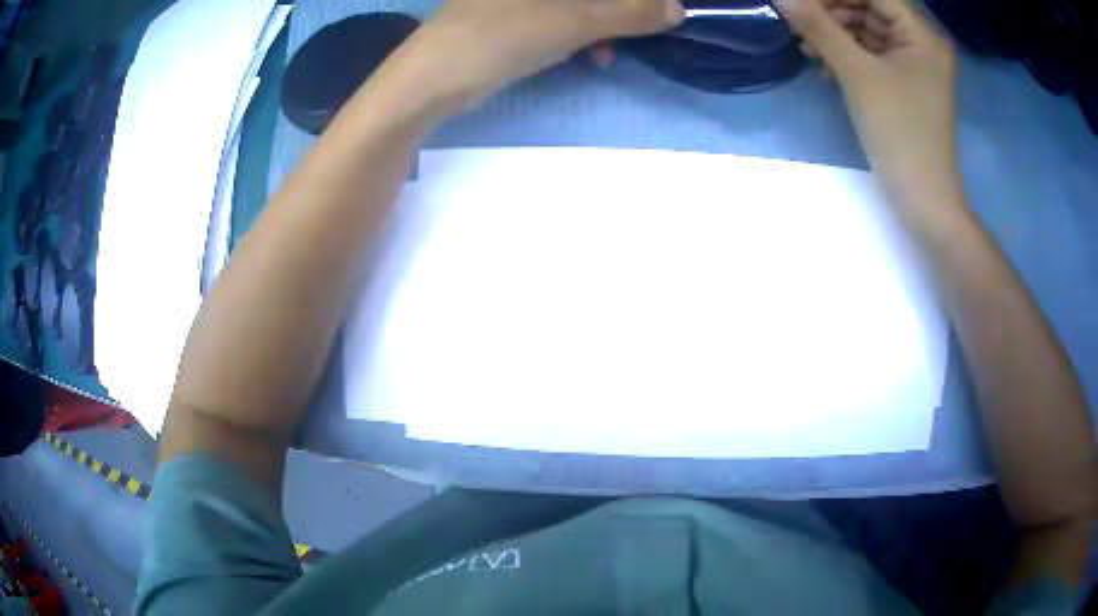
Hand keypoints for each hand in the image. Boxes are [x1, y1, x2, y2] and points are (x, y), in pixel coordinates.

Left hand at [404, 0, 683, 108]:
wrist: (430, 80)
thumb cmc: (500, 37)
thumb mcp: (573, 22)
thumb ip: (629, 13)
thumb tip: (677, 9)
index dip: (631, 0)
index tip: (655, 12)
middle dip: (618, 10)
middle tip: (636, 34)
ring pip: (576, 5)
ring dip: (601, 25)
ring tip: (608, 54)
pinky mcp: (509, 17)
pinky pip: (557, 17)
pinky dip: (577, 34)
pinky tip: (586, 56)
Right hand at [774, 0, 958, 204]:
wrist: (922, 200)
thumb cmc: (899, 133)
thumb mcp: (856, 74)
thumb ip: (819, 27)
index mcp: (922, 36)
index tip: (799, 2)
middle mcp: (922, 45)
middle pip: (869, 9)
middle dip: (832, 12)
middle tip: (797, 21)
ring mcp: (914, 66)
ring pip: (867, 32)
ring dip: (835, 35)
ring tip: (804, 46)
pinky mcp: (905, 85)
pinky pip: (872, 57)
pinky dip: (847, 56)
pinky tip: (824, 66)